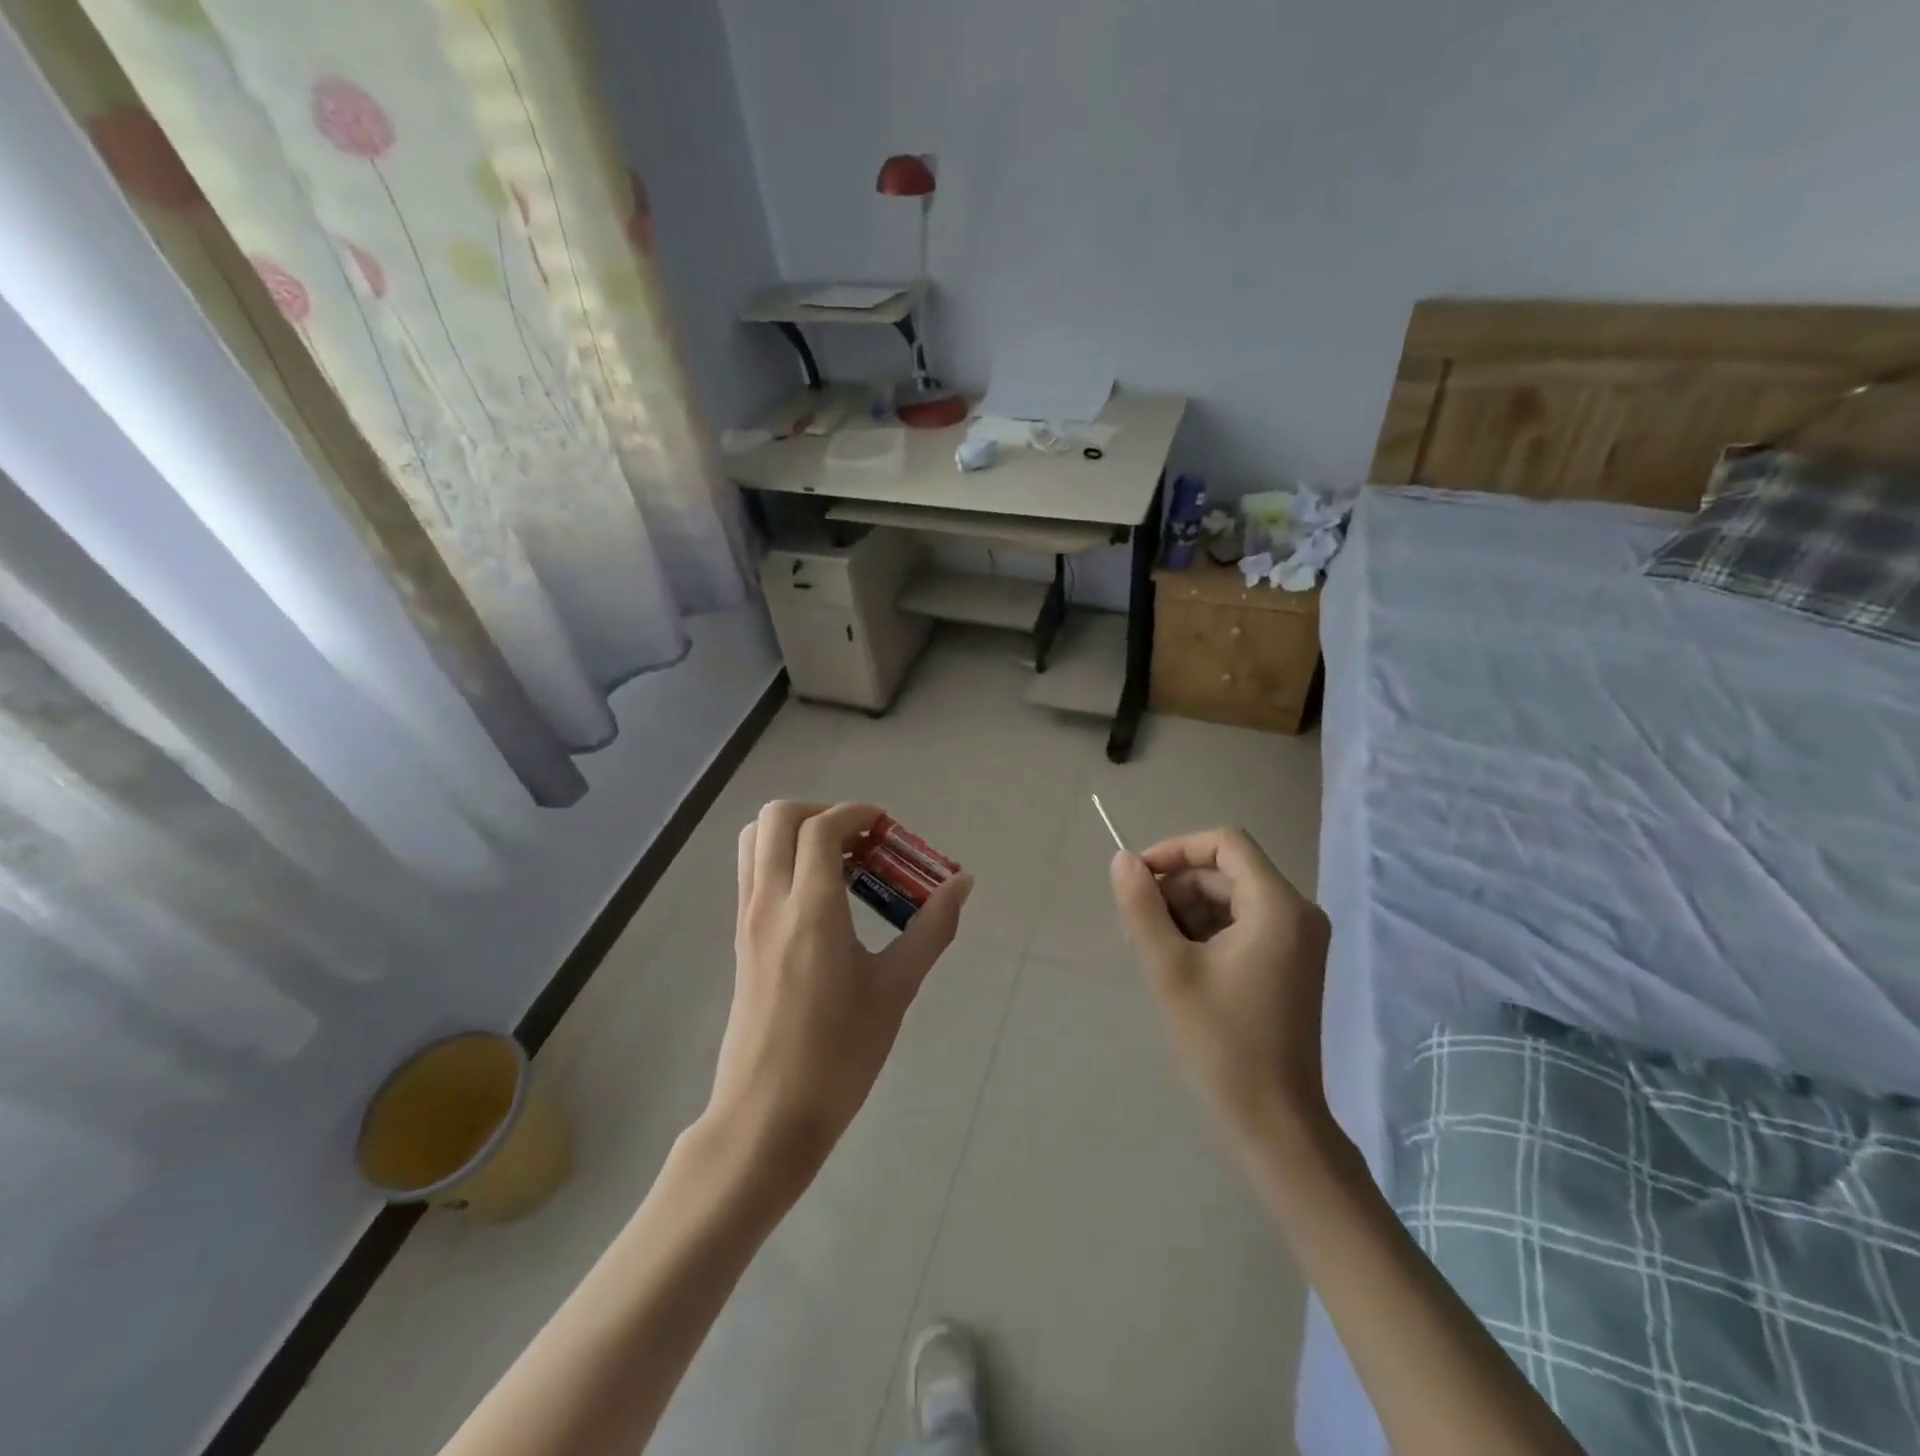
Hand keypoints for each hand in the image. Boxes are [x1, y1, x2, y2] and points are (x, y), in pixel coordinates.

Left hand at [707, 801, 972, 1188]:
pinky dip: (782, 858)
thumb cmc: (839, 1055)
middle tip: (861, 841)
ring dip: (796, 832)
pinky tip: (823, 899)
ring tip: (841, 863)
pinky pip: (753, 872)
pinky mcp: (740, 939)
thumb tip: (962, 883)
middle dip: (821, 811)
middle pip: (777, 817)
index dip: (858, 813)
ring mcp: (747, 919)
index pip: (821, 827)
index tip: (889, 828)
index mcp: (810, 910)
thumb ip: (932, 928)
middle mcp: (770, 902)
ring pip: (755, 840)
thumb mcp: (896, 990)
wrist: (767, 1117)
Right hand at [1110, 828, 1331, 1138]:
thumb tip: (1123, 860)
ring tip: (1151, 950)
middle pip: (1225, 873)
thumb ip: (1142, 906)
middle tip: (1135, 926)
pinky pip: (1242, 926)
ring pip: (1230, 899)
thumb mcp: (1169, 967)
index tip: (1137, 878)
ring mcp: (1297, 941)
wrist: (1273, 1122)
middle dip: (1176, 889)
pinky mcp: (1290, 964)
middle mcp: (1297, 913)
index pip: (1225, 843)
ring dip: (1185, 913)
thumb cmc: (1221, 1042)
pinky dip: (1205, 933)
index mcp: (1278, 906)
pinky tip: (1176, 965)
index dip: (1176, 850)